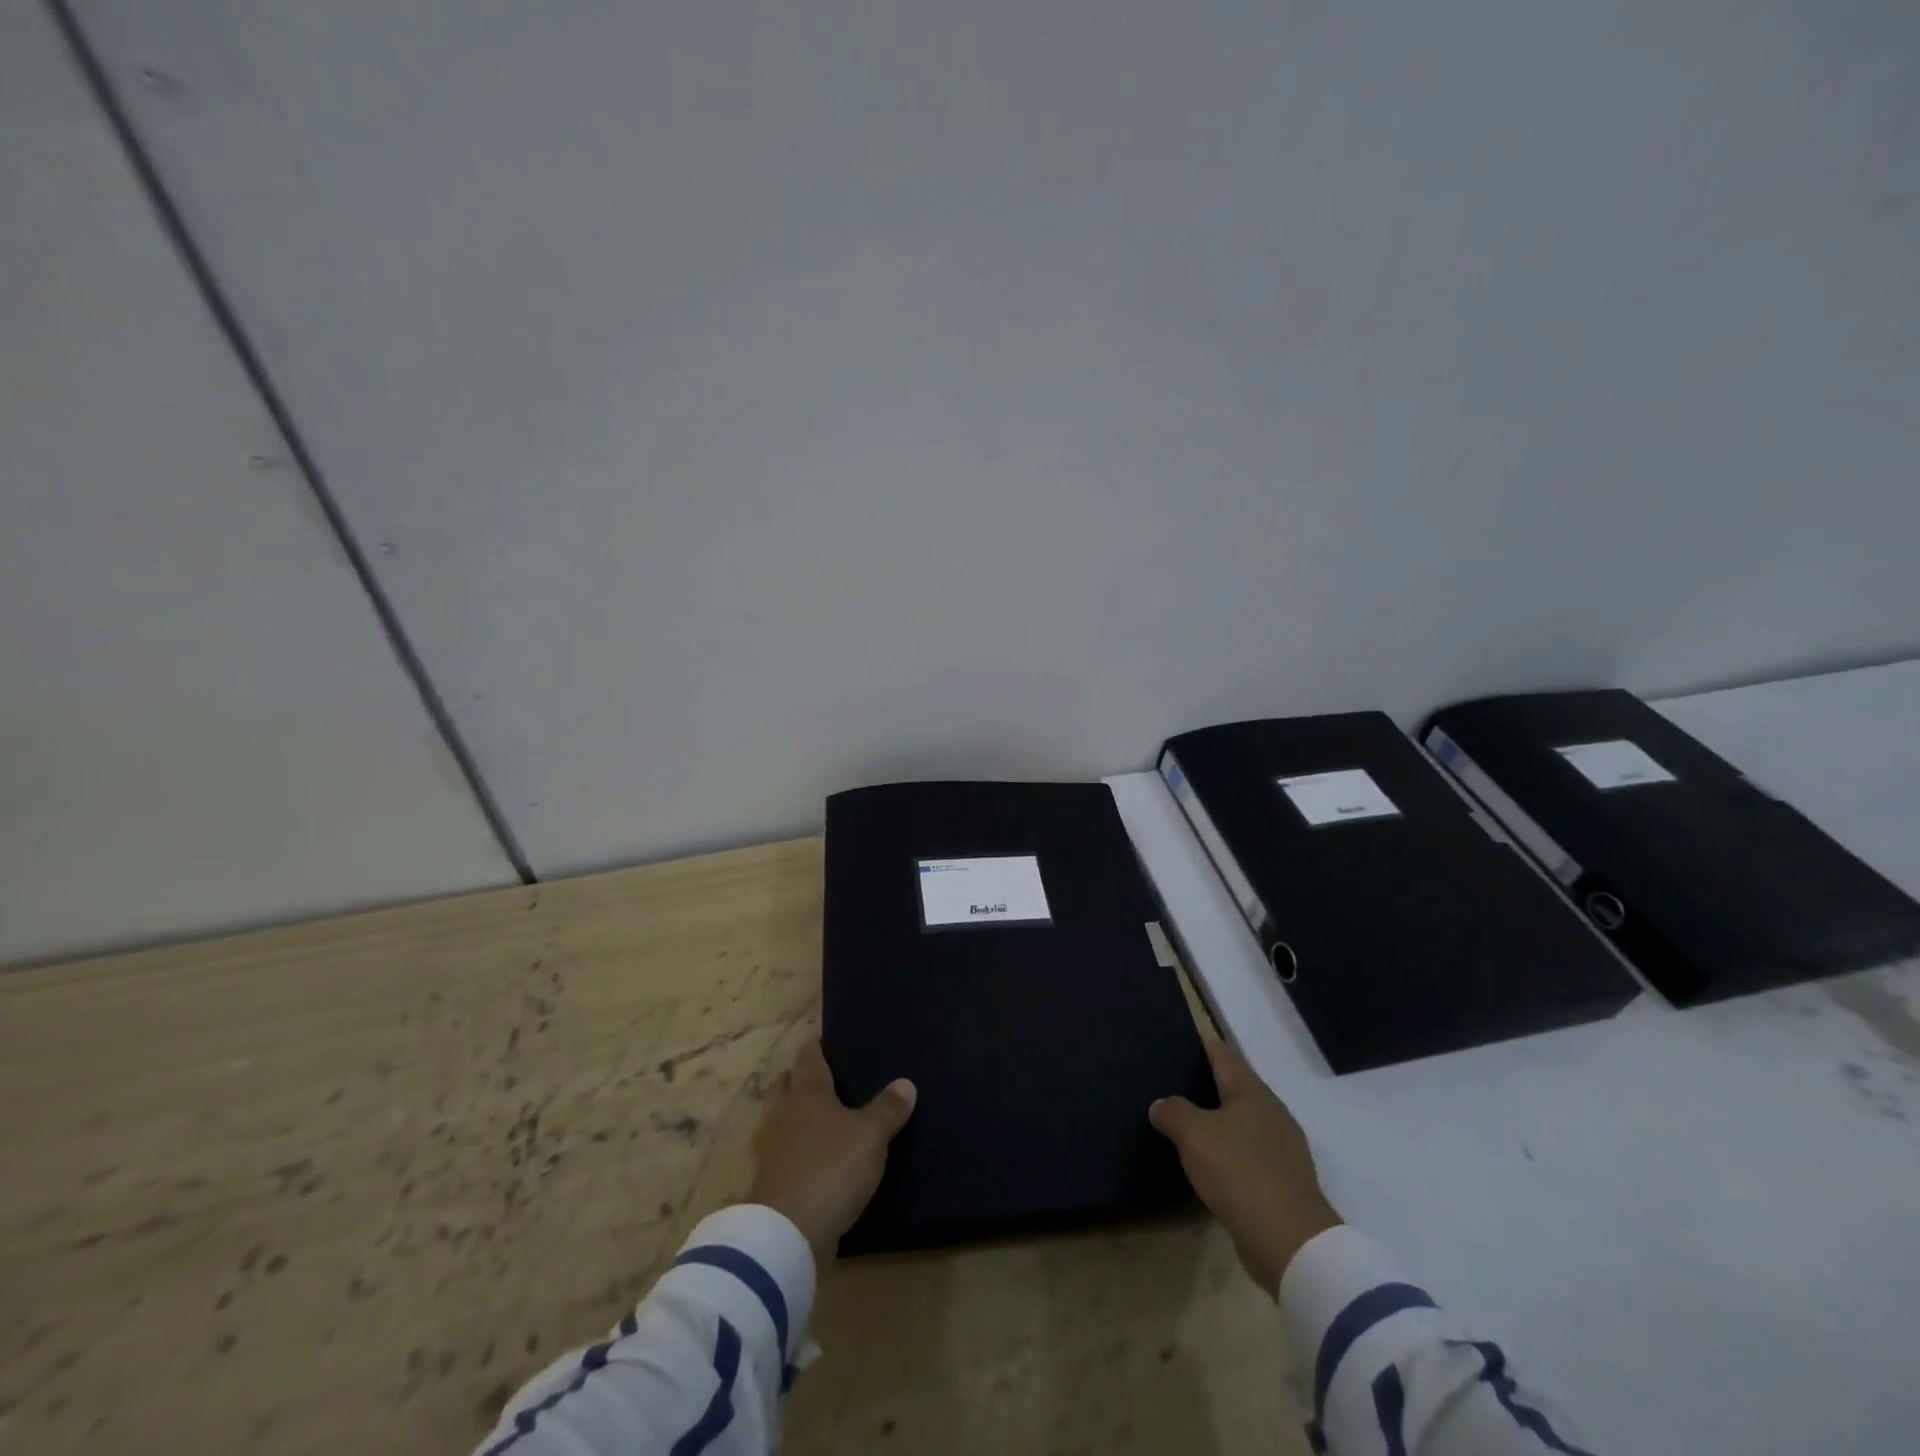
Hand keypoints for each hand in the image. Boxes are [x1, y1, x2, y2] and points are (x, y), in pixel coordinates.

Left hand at [748, 1040, 916, 1265]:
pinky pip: (778, 1153)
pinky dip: (790, 1150)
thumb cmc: (831, 1169)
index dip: (817, 1048)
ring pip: (777, 1118)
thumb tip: (906, 1083)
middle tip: (822, 1080)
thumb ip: (888, 1109)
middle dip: (798, 1078)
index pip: (809, 1058)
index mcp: (807, 1093)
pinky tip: (809, 1159)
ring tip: (816, 1120)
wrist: (786, 1233)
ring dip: (791, 1115)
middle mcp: (783, 1113)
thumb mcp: (871, 1137)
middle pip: (785, 1084)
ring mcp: (769, 1148)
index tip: (827, 1043)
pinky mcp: (766, 1182)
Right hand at [1149, 1036, 1340, 1297]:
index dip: (1206, 1044)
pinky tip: (1210, 1160)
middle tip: (1177, 1077)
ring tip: (1188, 1118)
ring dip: (1219, 1119)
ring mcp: (1282, 1150)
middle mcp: (1272, 1114)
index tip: (1185, 1036)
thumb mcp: (1194, 1136)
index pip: (1225, 1055)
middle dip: (1210, 1081)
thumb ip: (1174, 1113)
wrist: (1292, 1244)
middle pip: (1237, 1087)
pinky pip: (1248, 1153)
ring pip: (1243, 1121)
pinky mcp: (1282, 1182)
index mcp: (1253, 1093)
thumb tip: (1161, 1105)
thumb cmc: (1240, 1174)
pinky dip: (1228, 1150)